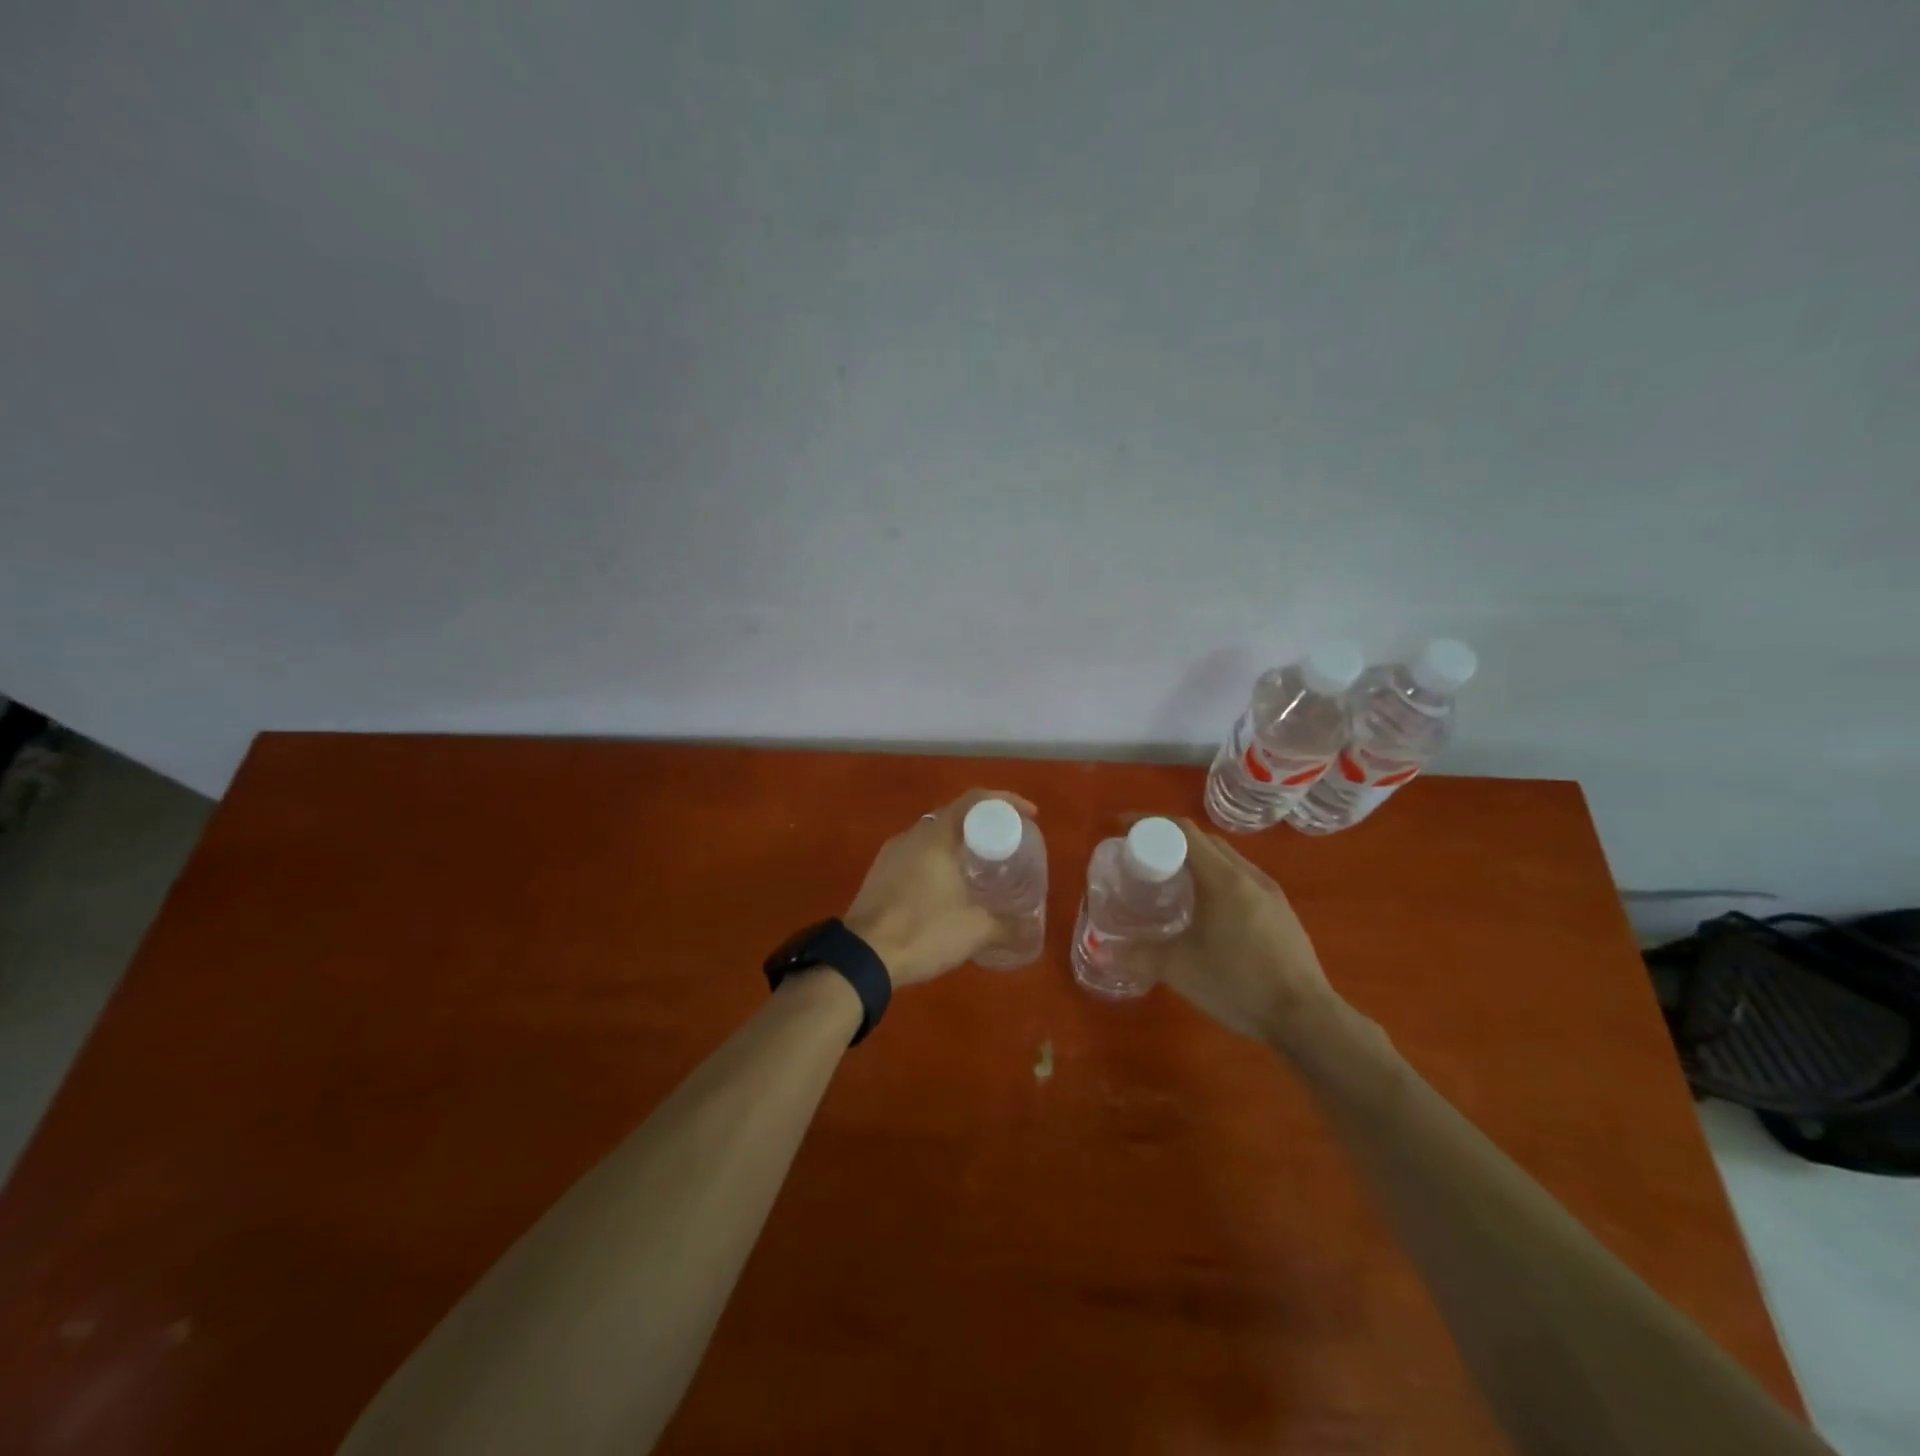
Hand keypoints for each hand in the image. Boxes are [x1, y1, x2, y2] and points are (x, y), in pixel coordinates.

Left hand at [844, 788, 1039, 987]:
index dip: (1006, 802)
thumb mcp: (974, 930)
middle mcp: (912, 836)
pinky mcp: (879, 875)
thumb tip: (1030, 931)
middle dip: (983, 824)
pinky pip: (917, 856)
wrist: (861, 958)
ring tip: (982, 866)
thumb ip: (1006, 926)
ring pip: (933, 837)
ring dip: (959, 845)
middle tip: (1008, 844)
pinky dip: (939, 862)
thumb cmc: (922, 931)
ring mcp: (891, 855)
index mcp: (936, 836)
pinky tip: (950, 887)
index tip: (1030, 816)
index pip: (975, 800)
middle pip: (954, 816)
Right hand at [1125, 818, 1341, 1045]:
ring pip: (1226, 859)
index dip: (1149, 823)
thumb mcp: (1180, 969)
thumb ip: (1138, 955)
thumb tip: (1102, 951)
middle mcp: (1249, 876)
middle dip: (1169, 840)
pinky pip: (1241, 879)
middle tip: (1142, 856)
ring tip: (1170, 880)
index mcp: (1224, 878)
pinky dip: (1215, 879)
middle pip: (1204, 841)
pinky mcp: (1282, 913)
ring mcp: (1270, 894)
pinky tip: (1206, 909)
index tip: (1122, 827)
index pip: (1182, 831)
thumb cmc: (1239, 984)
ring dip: (1195, 859)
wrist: (1307, 1019)